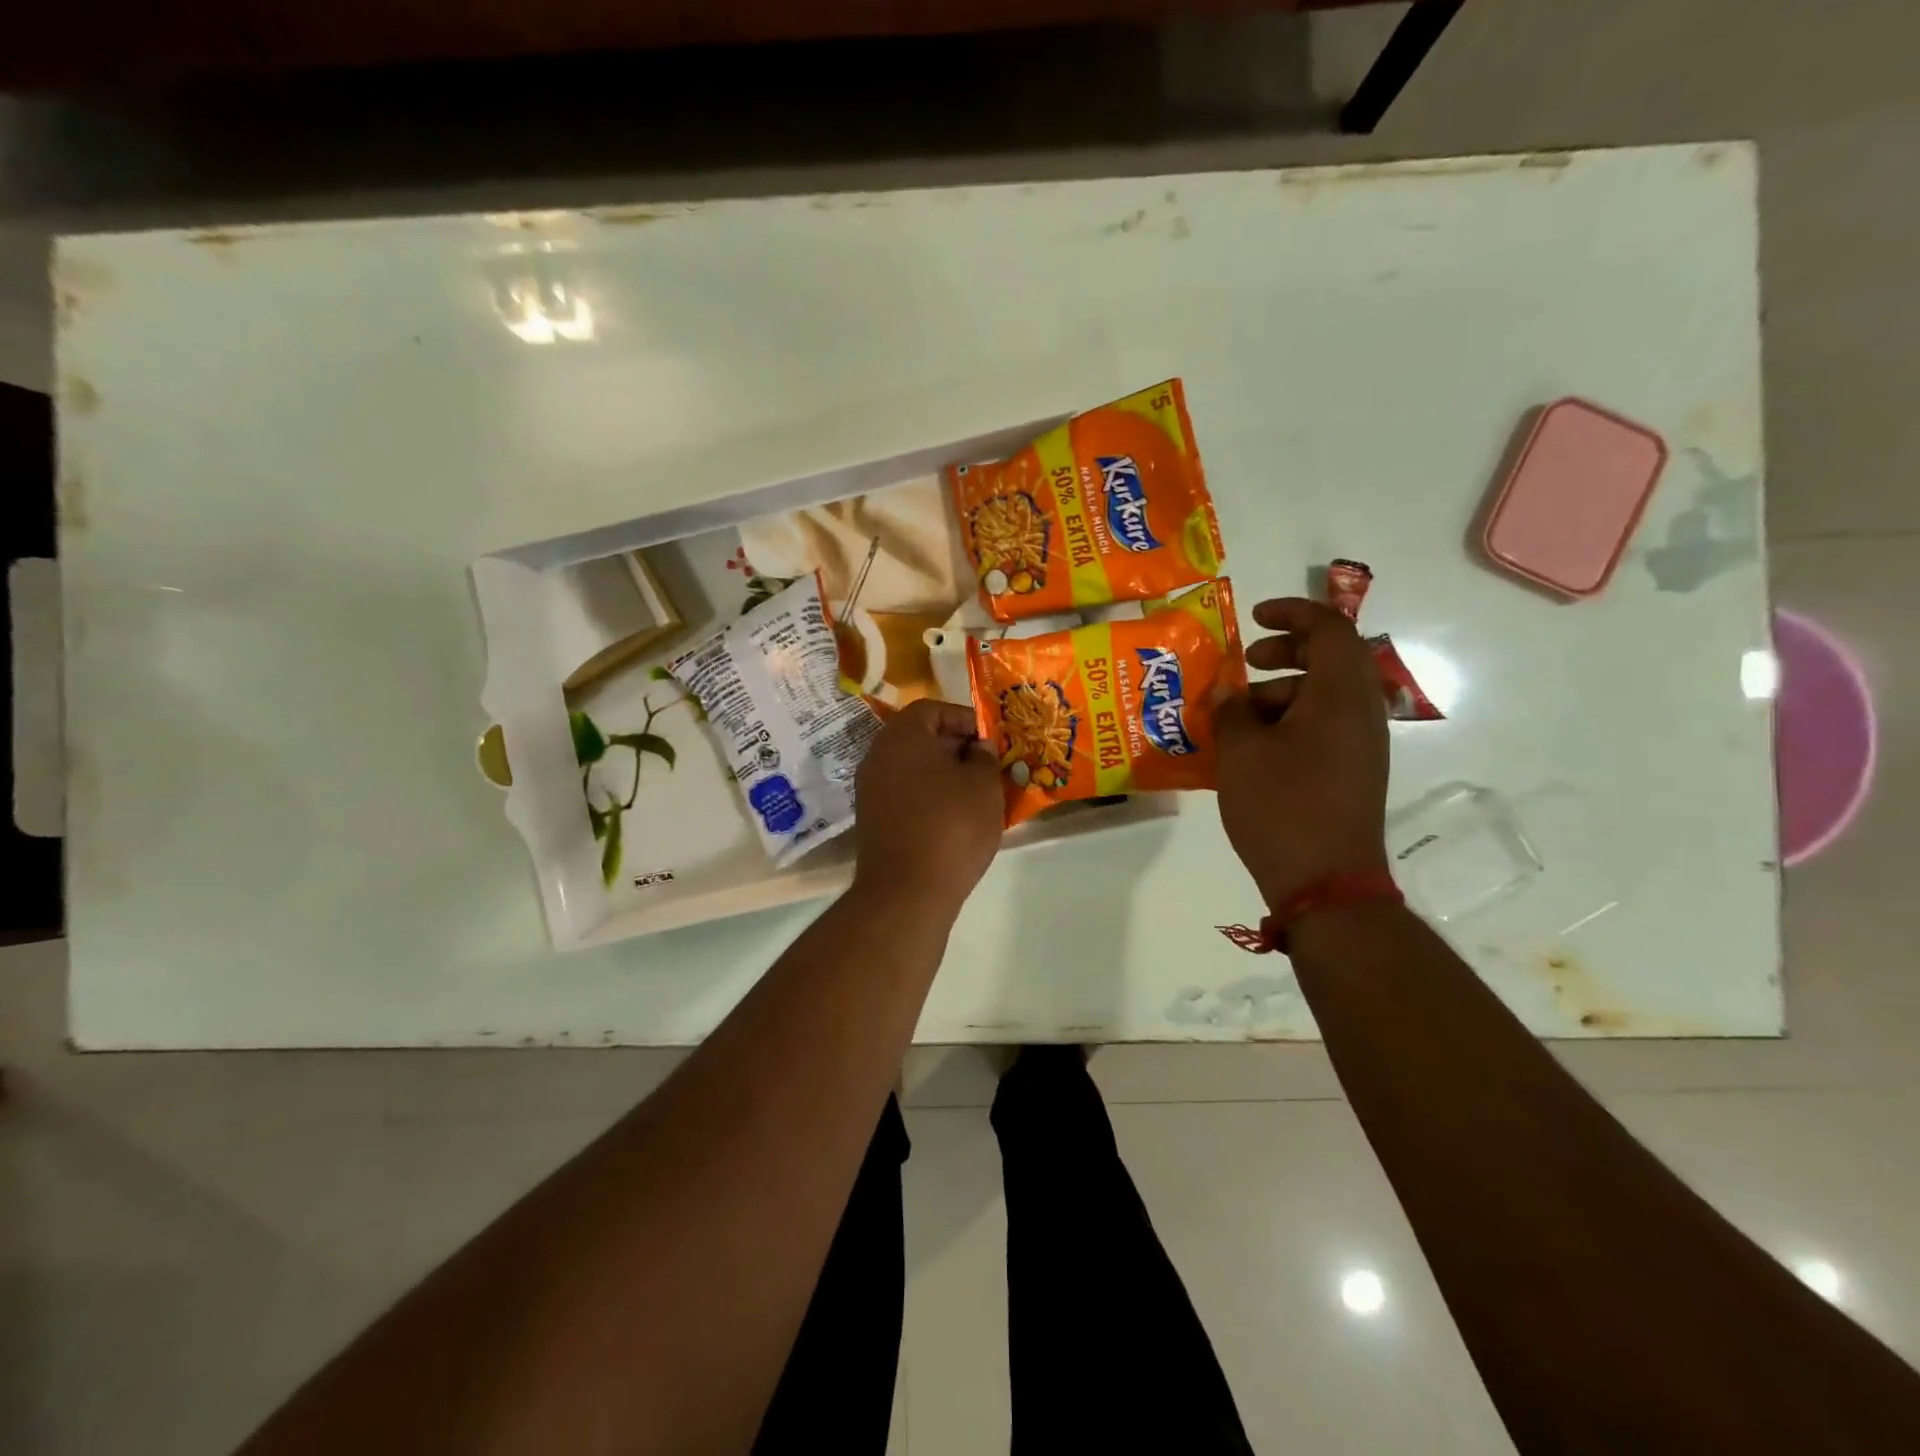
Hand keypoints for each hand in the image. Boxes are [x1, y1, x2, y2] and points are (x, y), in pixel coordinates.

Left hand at [853, 699, 1004, 914]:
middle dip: (957, 747)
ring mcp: (870, 789)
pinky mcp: (873, 819)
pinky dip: (929, 796)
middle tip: (988, 765)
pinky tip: (955, 816)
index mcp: (902, 735)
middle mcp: (878, 755)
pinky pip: (906, 794)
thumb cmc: (951, 826)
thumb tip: (978, 748)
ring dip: (944, 774)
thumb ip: (985, 757)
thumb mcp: (983, 785)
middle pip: (920, 737)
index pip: (933, 709)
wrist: (906, 891)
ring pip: (914, 768)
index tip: (991, 739)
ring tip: (977, 792)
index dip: (966, 719)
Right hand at [1213, 597, 1390, 907]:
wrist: (1326, 883)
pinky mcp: (1354, 772)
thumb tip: (1229, 691)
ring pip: (1327, 695)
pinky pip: (1325, 726)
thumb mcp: (1240, 752)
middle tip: (1247, 663)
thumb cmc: (1281, 806)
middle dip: (1286, 652)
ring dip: (1283, 691)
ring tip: (1238, 717)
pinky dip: (1292, 721)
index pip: (1330, 628)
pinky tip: (1253, 748)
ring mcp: (1363, 745)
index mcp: (1340, 695)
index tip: (1253, 619)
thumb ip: (1231, 710)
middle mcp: (1361, 713)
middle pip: (1333, 659)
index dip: (1292, 613)